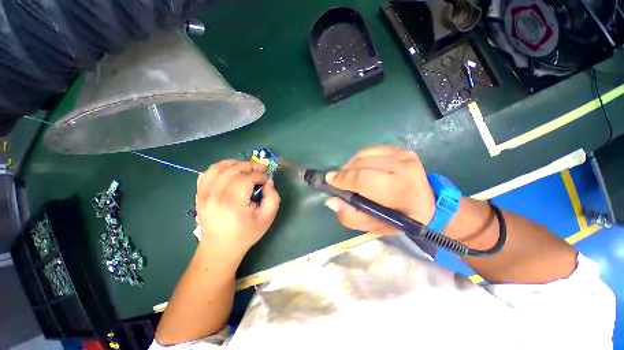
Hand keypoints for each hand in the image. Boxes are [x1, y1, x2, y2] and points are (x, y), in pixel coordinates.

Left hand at [195, 160, 279, 258]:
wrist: (220, 248)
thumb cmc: (246, 233)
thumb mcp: (267, 218)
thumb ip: (273, 197)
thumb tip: (268, 181)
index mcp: (232, 203)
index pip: (246, 178)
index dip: (260, 175)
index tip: (266, 180)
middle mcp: (214, 195)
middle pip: (233, 169)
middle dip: (250, 166)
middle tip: (261, 169)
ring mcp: (203, 194)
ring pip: (219, 167)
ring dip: (236, 163)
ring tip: (247, 168)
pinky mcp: (199, 194)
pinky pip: (208, 172)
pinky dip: (220, 167)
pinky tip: (230, 172)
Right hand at [324, 146, 435, 234]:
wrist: (428, 204)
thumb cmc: (400, 219)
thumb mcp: (375, 226)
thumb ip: (351, 216)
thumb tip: (331, 200)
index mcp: (400, 190)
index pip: (363, 179)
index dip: (343, 179)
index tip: (329, 181)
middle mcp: (403, 167)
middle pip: (361, 165)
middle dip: (344, 173)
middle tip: (337, 181)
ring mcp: (403, 155)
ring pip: (363, 155)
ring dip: (350, 166)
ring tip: (347, 176)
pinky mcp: (399, 149)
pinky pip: (370, 150)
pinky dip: (359, 159)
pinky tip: (358, 168)